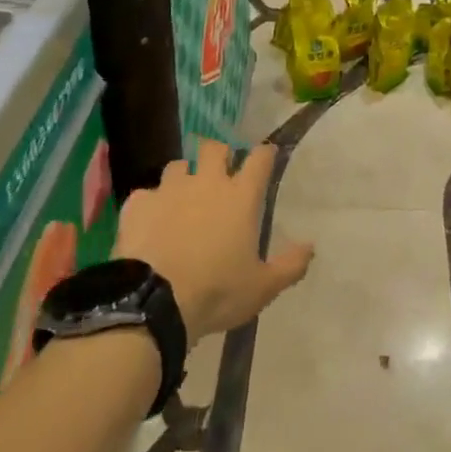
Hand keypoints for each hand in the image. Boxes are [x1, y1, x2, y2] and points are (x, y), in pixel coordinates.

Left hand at [114, 139, 313, 344]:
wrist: (153, 303)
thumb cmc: (217, 292)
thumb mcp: (263, 287)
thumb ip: (290, 265)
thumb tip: (311, 246)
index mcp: (241, 197)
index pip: (259, 159)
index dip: (264, 153)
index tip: (266, 156)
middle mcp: (207, 183)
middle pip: (214, 148)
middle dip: (219, 154)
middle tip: (220, 172)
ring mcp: (170, 190)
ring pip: (177, 166)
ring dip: (183, 176)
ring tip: (182, 196)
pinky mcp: (139, 205)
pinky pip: (146, 194)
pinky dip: (150, 204)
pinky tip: (150, 221)